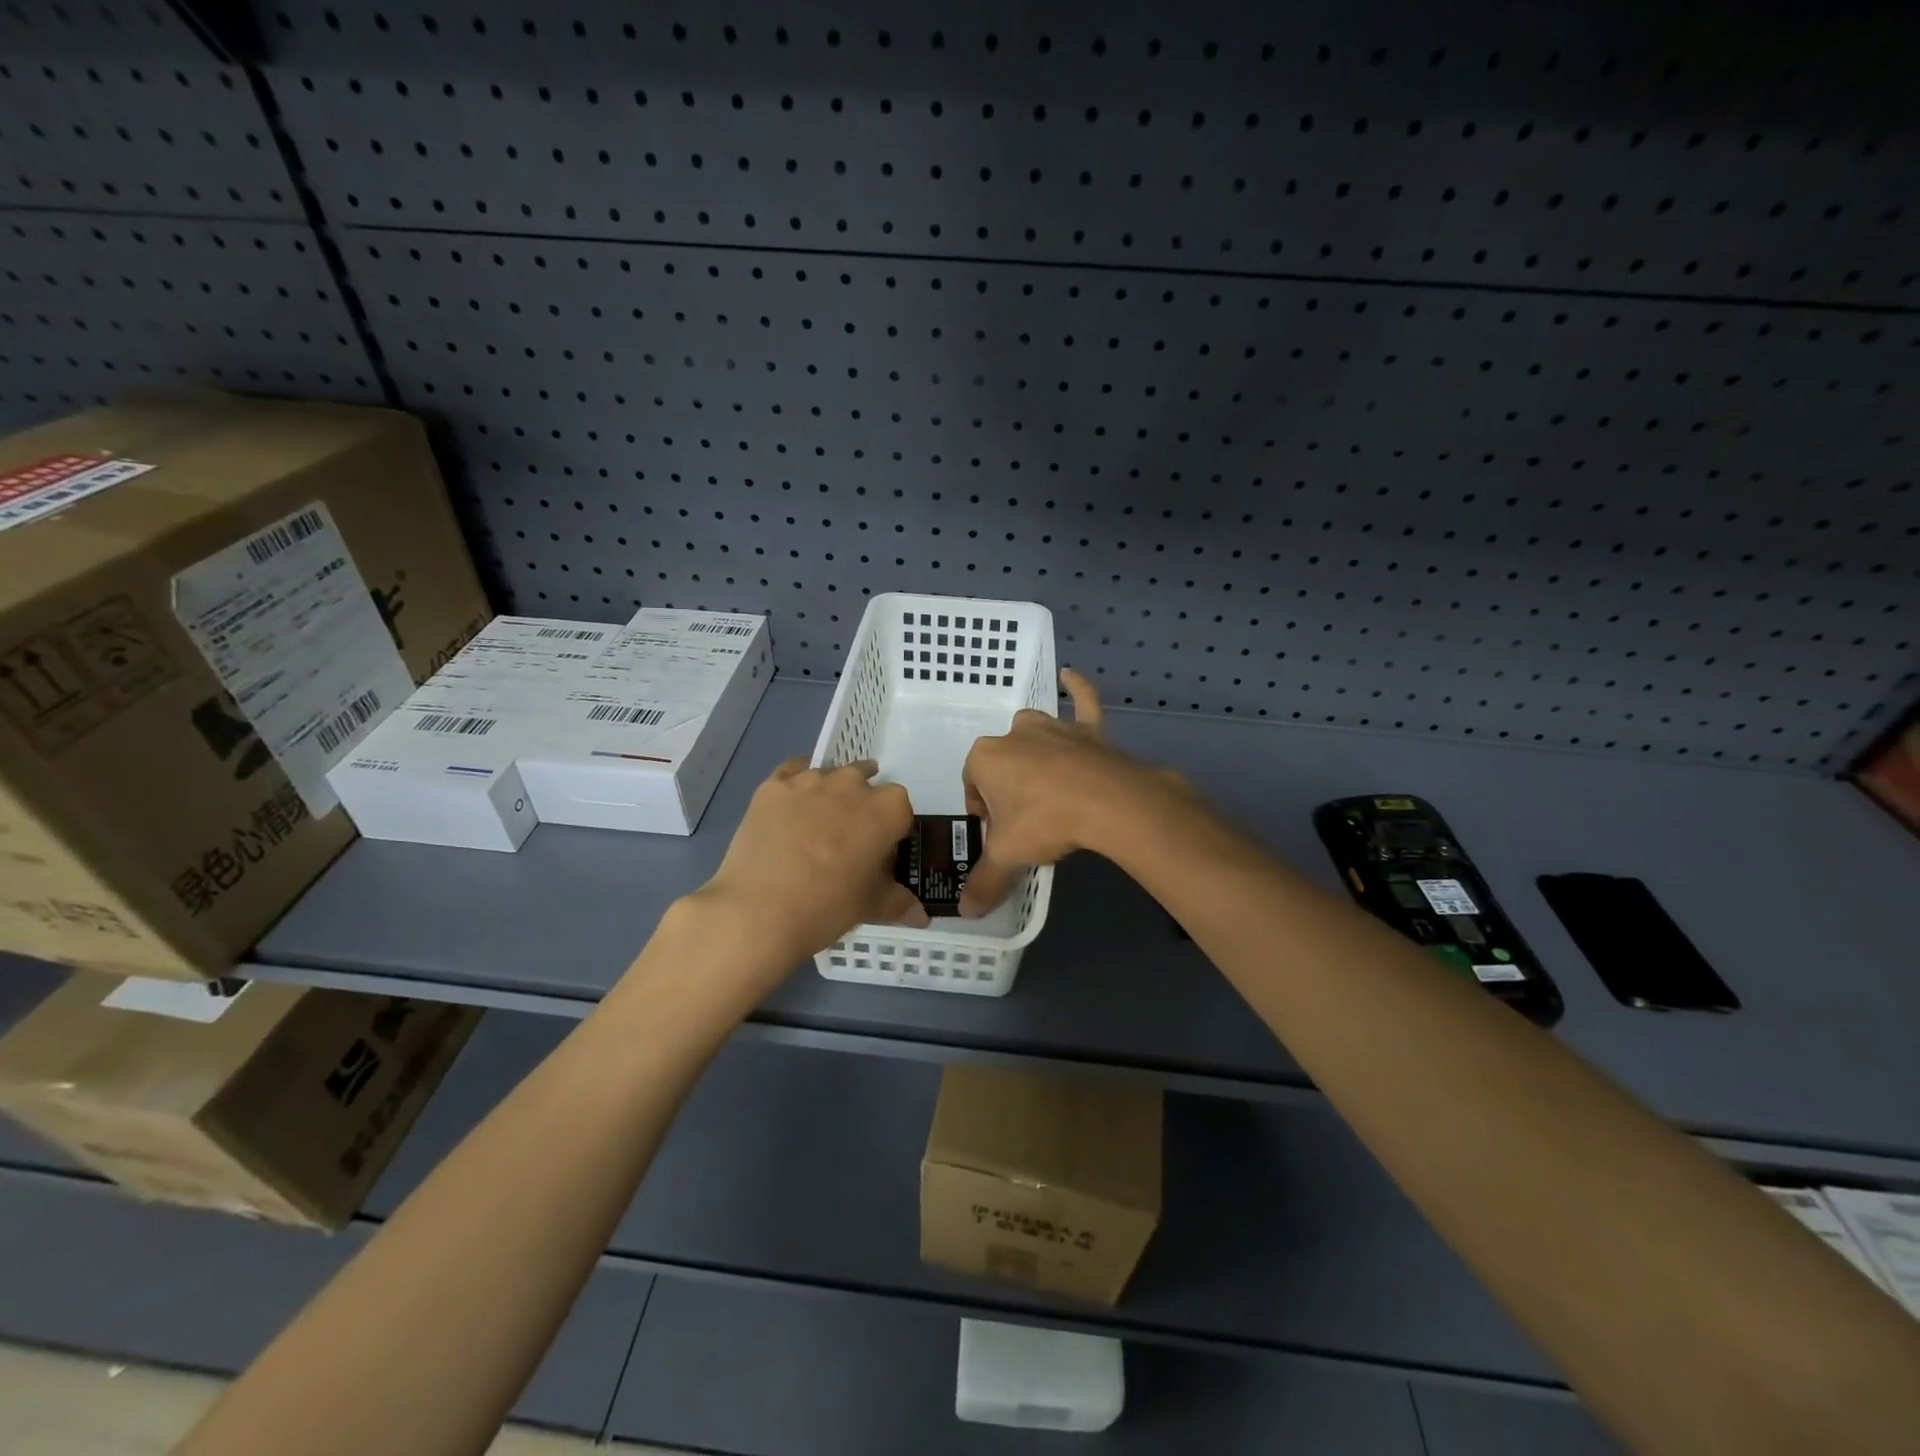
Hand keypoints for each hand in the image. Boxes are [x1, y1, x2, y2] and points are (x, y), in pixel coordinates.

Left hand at [688, 759, 928, 975]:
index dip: (892, 831)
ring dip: (830, 795)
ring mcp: (810, 780)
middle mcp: (853, 783)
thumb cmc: (828, 906)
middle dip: (861, 807)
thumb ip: (899, 902)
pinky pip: (792, 772)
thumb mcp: (871, 906)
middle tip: (848, 842)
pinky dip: (797, 784)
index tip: (879, 853)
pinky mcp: (773, 785)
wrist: (759, 911)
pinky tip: (790, 806)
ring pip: (829, 777)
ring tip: (815, 829)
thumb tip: (921, 916)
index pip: (901, 811)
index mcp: (887, 808)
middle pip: (866, 785)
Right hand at [960, 669, 1183, 915]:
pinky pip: (1082, 701)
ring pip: (1034, 735)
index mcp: (985, 757)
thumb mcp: (1009, 855)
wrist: (1107, 802)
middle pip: (1002, 763)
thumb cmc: (1045, 821)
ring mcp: (1053, 727)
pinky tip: (1071, 676)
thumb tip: (966, 913)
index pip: (972, 786)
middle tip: (1025, 822)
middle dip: (1007, 789)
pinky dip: (1077, 690)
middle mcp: (1015, 734)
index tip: (1000, 835)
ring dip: (1033, 753)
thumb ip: (985, 881)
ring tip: (1046, 788)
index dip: (983, 814)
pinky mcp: (1087, 729)